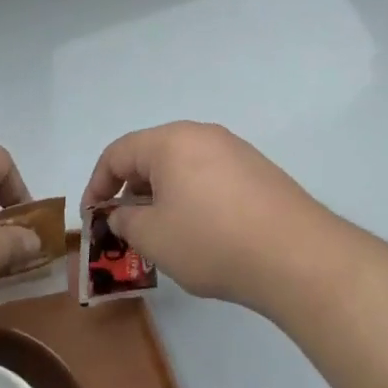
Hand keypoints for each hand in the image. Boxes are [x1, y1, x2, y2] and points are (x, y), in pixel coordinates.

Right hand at [79, 122, 335, 311]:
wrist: (294, 253)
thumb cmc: (211, 240)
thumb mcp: (154, 237)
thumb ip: (126, 221)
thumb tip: (122, 214)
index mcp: (170, 141)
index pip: (118, 152)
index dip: (97, 184)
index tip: (92, 217)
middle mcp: (202, 134)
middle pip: (152, 155)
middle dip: (132, 190)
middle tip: (126, 228)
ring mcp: (235, 150)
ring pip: (183, 166)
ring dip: (163, 195)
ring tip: (162, 235)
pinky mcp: (258, 171)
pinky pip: (211, 176)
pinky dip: (193, 198)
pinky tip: (201, 233)